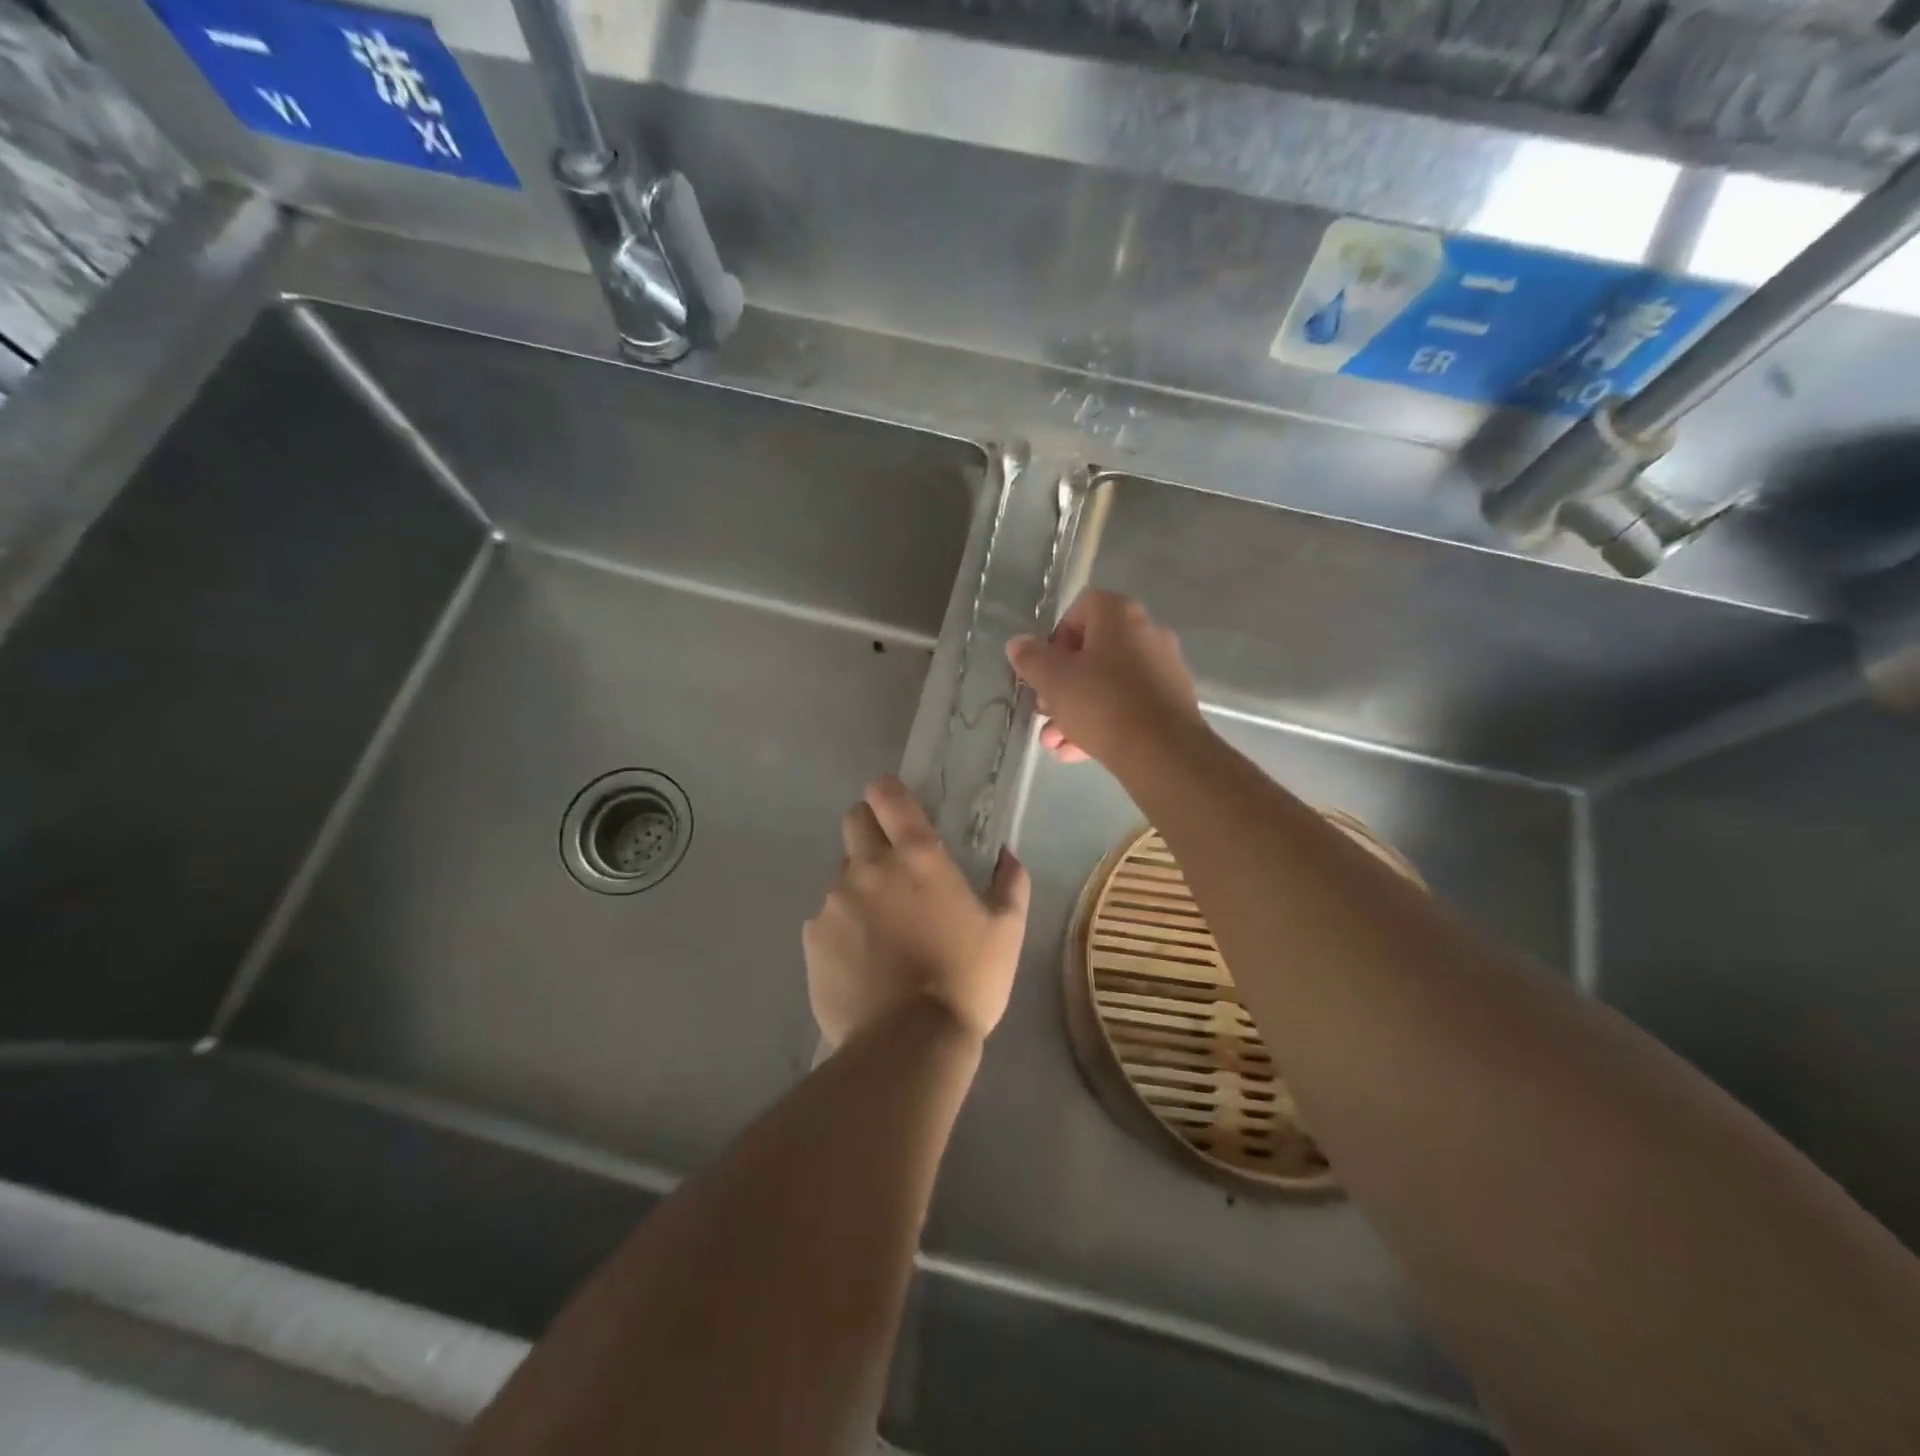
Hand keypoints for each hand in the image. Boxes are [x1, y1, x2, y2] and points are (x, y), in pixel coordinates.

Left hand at [804, 776, 1030, 1049]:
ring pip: (841, 874)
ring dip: (859, 887)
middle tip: (891, 863)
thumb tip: (1008, 855)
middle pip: (853, 821)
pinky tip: (862, 961)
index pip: (887, 795)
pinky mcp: (814, 937)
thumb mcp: (1006, 932)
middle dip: (869, 829)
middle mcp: (868, 867)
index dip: (888, 793)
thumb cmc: (967, 981)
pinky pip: (826, 918)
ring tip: (881, 929)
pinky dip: (842, 928)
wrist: (908, 1044)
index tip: (896, 805)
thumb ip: (1010, 884)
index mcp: (917, 857)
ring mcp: (834, 901)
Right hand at [1006, 589, 1204, 767]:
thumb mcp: (1053, 681)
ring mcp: (1163, 669)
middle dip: (1061, 685)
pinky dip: (1103, 723)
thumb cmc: (1101, 703)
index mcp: (1119, 615)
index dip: (1055, 638)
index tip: (1044, 668)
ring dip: (1076, 711)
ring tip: (1054, 743)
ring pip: (1108, 685)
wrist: (1163, 752)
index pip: (1080, 609)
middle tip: (1044, 711)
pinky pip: (1128, 705)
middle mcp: (1146, 633)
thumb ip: (1030, 659)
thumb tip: (1018, 644)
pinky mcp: (1172, 703)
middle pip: (1093, 652)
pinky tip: (1077, 752)